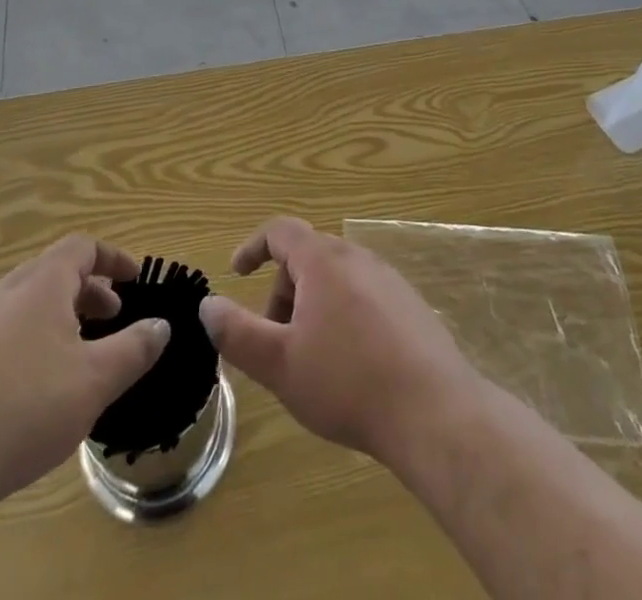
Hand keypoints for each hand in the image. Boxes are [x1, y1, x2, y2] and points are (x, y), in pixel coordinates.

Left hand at [0, 234, 168, 509]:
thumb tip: (161, 325)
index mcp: (41, 284)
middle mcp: (4, 292)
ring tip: (73, 355)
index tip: (134, 278)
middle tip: (112, 317)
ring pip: (23, 305)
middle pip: (52, 273)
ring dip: (56, 317)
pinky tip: (26, 390)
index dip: (113, 258)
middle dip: (88, 291)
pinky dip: (25, 342)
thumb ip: (135, 348)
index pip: (83, 247)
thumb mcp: (96, 380)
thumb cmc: (24, 408)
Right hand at [198, 217, 481, 466]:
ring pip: (336, 278)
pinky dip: (343, 315)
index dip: (253, 247)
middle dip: (283, 291)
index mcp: (323, 260)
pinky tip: (351, 365)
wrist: (433, 410)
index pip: (281, 231)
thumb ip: (237, 333)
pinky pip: (363, 295)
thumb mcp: (279, 364)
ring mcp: (388, 279)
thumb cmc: (347, 382)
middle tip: (276, 341)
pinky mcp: (410, 304)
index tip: (237, 273)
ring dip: (313, 306)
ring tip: (312, 358)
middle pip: (308, 256)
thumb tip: (208, 305)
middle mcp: (357, 257)